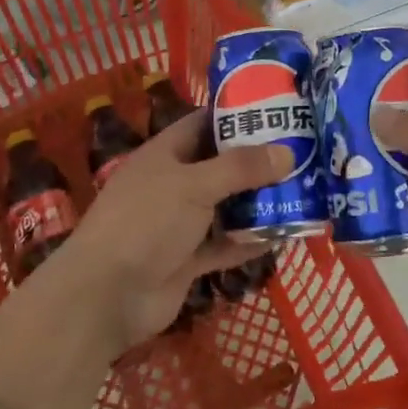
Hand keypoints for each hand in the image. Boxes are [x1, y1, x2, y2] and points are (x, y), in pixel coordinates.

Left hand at [38, 109, 291, 352]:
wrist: (105, 297)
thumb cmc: (145, 223)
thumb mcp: (194, 185)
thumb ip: (240, 168)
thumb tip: (287, 151)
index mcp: (164, 154)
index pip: (203, 124)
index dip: (236, 116)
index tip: (276, 111)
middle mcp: (172, 184)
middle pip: (220, 166)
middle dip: (257, 161)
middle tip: (302, 153)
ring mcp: (179, 224)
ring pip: (225, 207)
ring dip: (257, 202)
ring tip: (302, 191)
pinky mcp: (186, 260)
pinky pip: (224, 244)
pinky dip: (249, 241)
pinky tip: (284, 236)